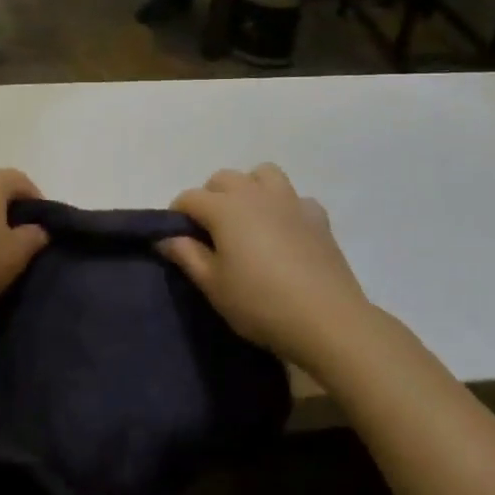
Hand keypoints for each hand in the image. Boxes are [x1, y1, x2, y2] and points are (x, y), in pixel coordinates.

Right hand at [159, 164, 372, 366]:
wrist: (327, 320)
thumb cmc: (260, 303)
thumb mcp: (213, 285)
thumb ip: (187, 256)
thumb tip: (167, 237)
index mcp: (225, 208)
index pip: (190, 197)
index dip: (177, 214)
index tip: (176, 238)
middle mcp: (255, 194)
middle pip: (224, 178)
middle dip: (210, 196)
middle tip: (210, 231)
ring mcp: (290, 201)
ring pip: (263, 174)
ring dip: (249, 188)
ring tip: (247, 219)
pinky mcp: (317, 217)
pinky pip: (295, 198)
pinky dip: (284, 207)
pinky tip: (284, 231)